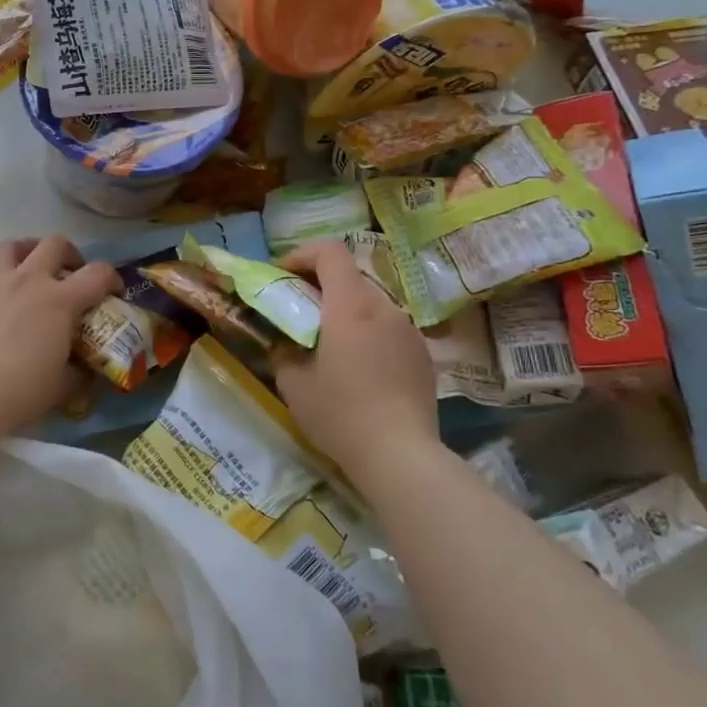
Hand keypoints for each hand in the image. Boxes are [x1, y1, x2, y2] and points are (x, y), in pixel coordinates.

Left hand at [0, 237, 121, 434]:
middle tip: (71, 275)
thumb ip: (79, 373)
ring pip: (12, 246)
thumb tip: (86, 371)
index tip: (114, 292)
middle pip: (54, 244)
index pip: (97, 274)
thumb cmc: (20, 390)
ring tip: (30, 272)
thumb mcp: (62, 387)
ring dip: (28, 252)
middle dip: (70, 255)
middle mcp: (28, 281)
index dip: (112, 278)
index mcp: (59, 300)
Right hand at [274, 239, 440, 483]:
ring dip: (346, 311)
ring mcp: (409, 330)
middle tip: (299, 311)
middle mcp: (384, 308)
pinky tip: (359, 369)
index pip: (331, 251)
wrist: (400, 455)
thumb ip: (283, 350)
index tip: (283, 274)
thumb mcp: (292, 382)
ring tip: (329, 344)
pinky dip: (368, 333)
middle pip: (350, 276)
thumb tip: (283, 342)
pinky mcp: (423, 355)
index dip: (303, 254)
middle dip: (320, 285)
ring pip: (371, 303)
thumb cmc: (339, 413)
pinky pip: (389, 329)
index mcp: (350, 305)